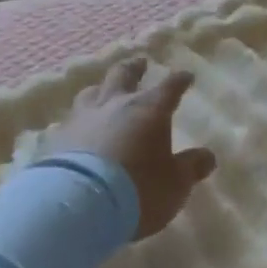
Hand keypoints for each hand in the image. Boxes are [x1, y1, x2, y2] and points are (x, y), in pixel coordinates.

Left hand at [46, 59, 216, 238]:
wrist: (77, 204)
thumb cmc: (137, 190)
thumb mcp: (175, 184)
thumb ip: (191, 167)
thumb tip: (208, 156)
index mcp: (149, 110)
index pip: (169, 87)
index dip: (179, 81)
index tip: (186, 76)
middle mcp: (116, 105)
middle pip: (124, 75)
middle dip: (135, 68)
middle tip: (140, 63)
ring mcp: (83, 118)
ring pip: (92, 92)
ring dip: (102, 88)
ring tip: (104, 90)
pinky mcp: (58, 138)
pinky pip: (71, 120)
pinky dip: (79, 119)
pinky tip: (78, 126)